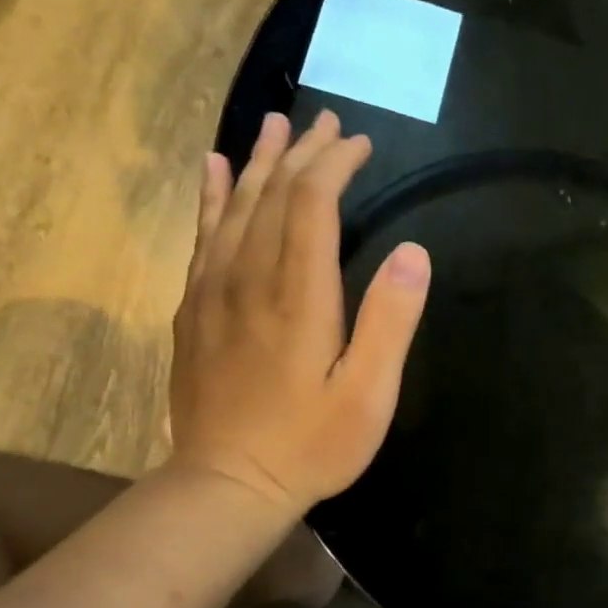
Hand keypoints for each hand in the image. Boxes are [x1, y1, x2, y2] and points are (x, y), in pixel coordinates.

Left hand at [167, 111, 430, 515]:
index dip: (334, 165)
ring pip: (234, 208)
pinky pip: (202, 237)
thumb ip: (391, 321)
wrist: (226, 485)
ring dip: (257, 162)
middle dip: (301, 152)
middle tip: (325, 121)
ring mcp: (214, 292)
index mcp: (298, 295)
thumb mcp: (369, 394)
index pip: (311, 204)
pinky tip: (214, 172)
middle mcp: (250, 279)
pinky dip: (211, 198)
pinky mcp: (194, 310)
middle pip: (272, 195)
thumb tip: (413, 252)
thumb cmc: (310, 444)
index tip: (358, 143)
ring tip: (273, 125)